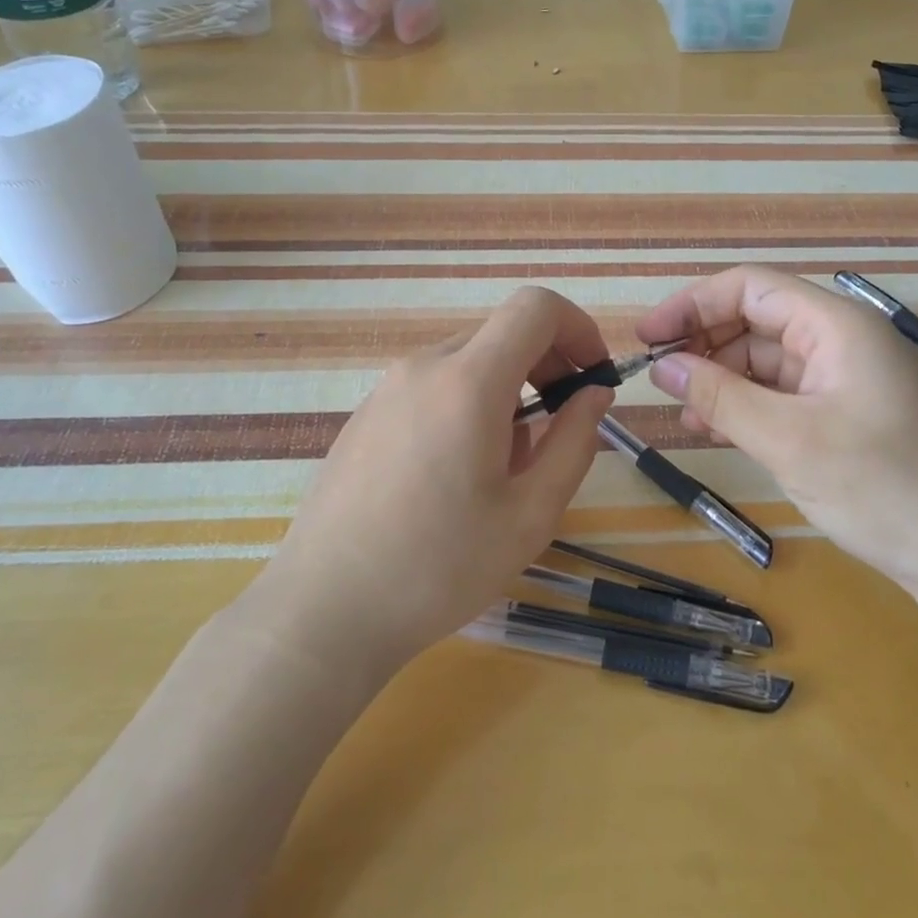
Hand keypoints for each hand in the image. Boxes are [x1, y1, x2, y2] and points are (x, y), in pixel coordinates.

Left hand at [239, 287, 616, 679]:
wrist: (324, 610)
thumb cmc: (439, 567)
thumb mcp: (531, 514)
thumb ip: (575, 441)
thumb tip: (593, 393)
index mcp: (468, 381)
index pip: (536, 307)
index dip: (578, 328)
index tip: (593, 377)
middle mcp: (423, 367)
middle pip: (502, 334)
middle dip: (546, 367)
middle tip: (560, 429)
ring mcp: (387, 389)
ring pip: (468, 363)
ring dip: (507, 393)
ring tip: (506, 467)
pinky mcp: (366, 415)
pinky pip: (433, 388)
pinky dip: (467, 406)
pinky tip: (457, 475)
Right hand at [636, 266, 917, 583]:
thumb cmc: (881, 486)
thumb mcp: (787, 439)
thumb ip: (719, 396)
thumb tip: (661, 367)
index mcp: (835, 325)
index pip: (750, 288)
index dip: (693, 304)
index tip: (648, 338)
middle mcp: (840, 339)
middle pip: (756, 320)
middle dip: (704, 343)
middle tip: (660, 380)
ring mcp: (844, 377)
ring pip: (765, 360)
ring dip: (720, 379)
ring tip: (684, 413)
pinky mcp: (844, 412)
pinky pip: (782, 393)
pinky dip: (746, 405)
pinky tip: (717, 429)